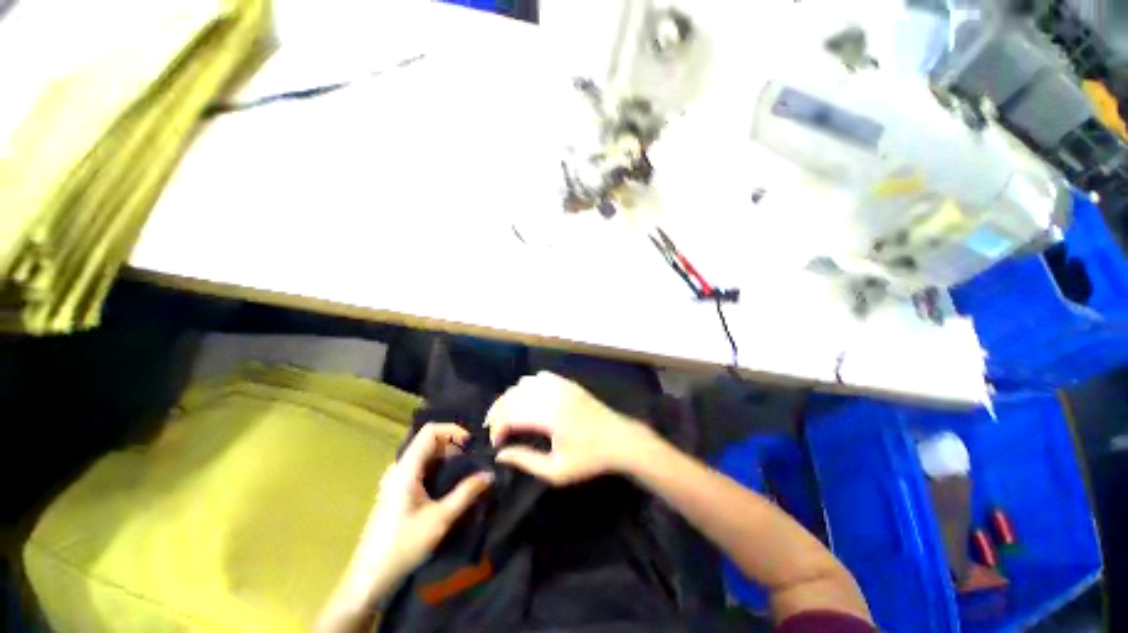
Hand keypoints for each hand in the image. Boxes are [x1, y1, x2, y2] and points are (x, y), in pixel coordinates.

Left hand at [353, 424, 492, 593]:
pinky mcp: (396, 490)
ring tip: (467, 469)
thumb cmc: (403, 547)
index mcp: (406, 469)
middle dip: (454, 444)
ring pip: (425, 454)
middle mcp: (399, 468)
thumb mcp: (440, 519)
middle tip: (474, 458)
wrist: (369, 579)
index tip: (472, 444)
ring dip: (447, 456)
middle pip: (429, 440)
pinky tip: (450, 483)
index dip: (453, 430)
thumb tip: (489, 474)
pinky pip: (421, 467)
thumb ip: (466, 493)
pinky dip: (439, 467)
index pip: (430, 431)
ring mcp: (396, 479)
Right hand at [486, 372, 650, 485]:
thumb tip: (500, 455)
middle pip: (513, 396)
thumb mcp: (557, 471)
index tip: (496, 444)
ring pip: (523, 383)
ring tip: (507, 415)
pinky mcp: (567, 383)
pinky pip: (539, 377)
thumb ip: (526, 461)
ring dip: (510, 398)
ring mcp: (560, 385)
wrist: (619, 439)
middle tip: (494, 429)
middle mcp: (552, 395)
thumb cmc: (590, 459)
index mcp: (549, 417)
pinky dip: (527, 386)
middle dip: (497, 412)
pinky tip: (527, 400)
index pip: (510, 416)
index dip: (497, 429)